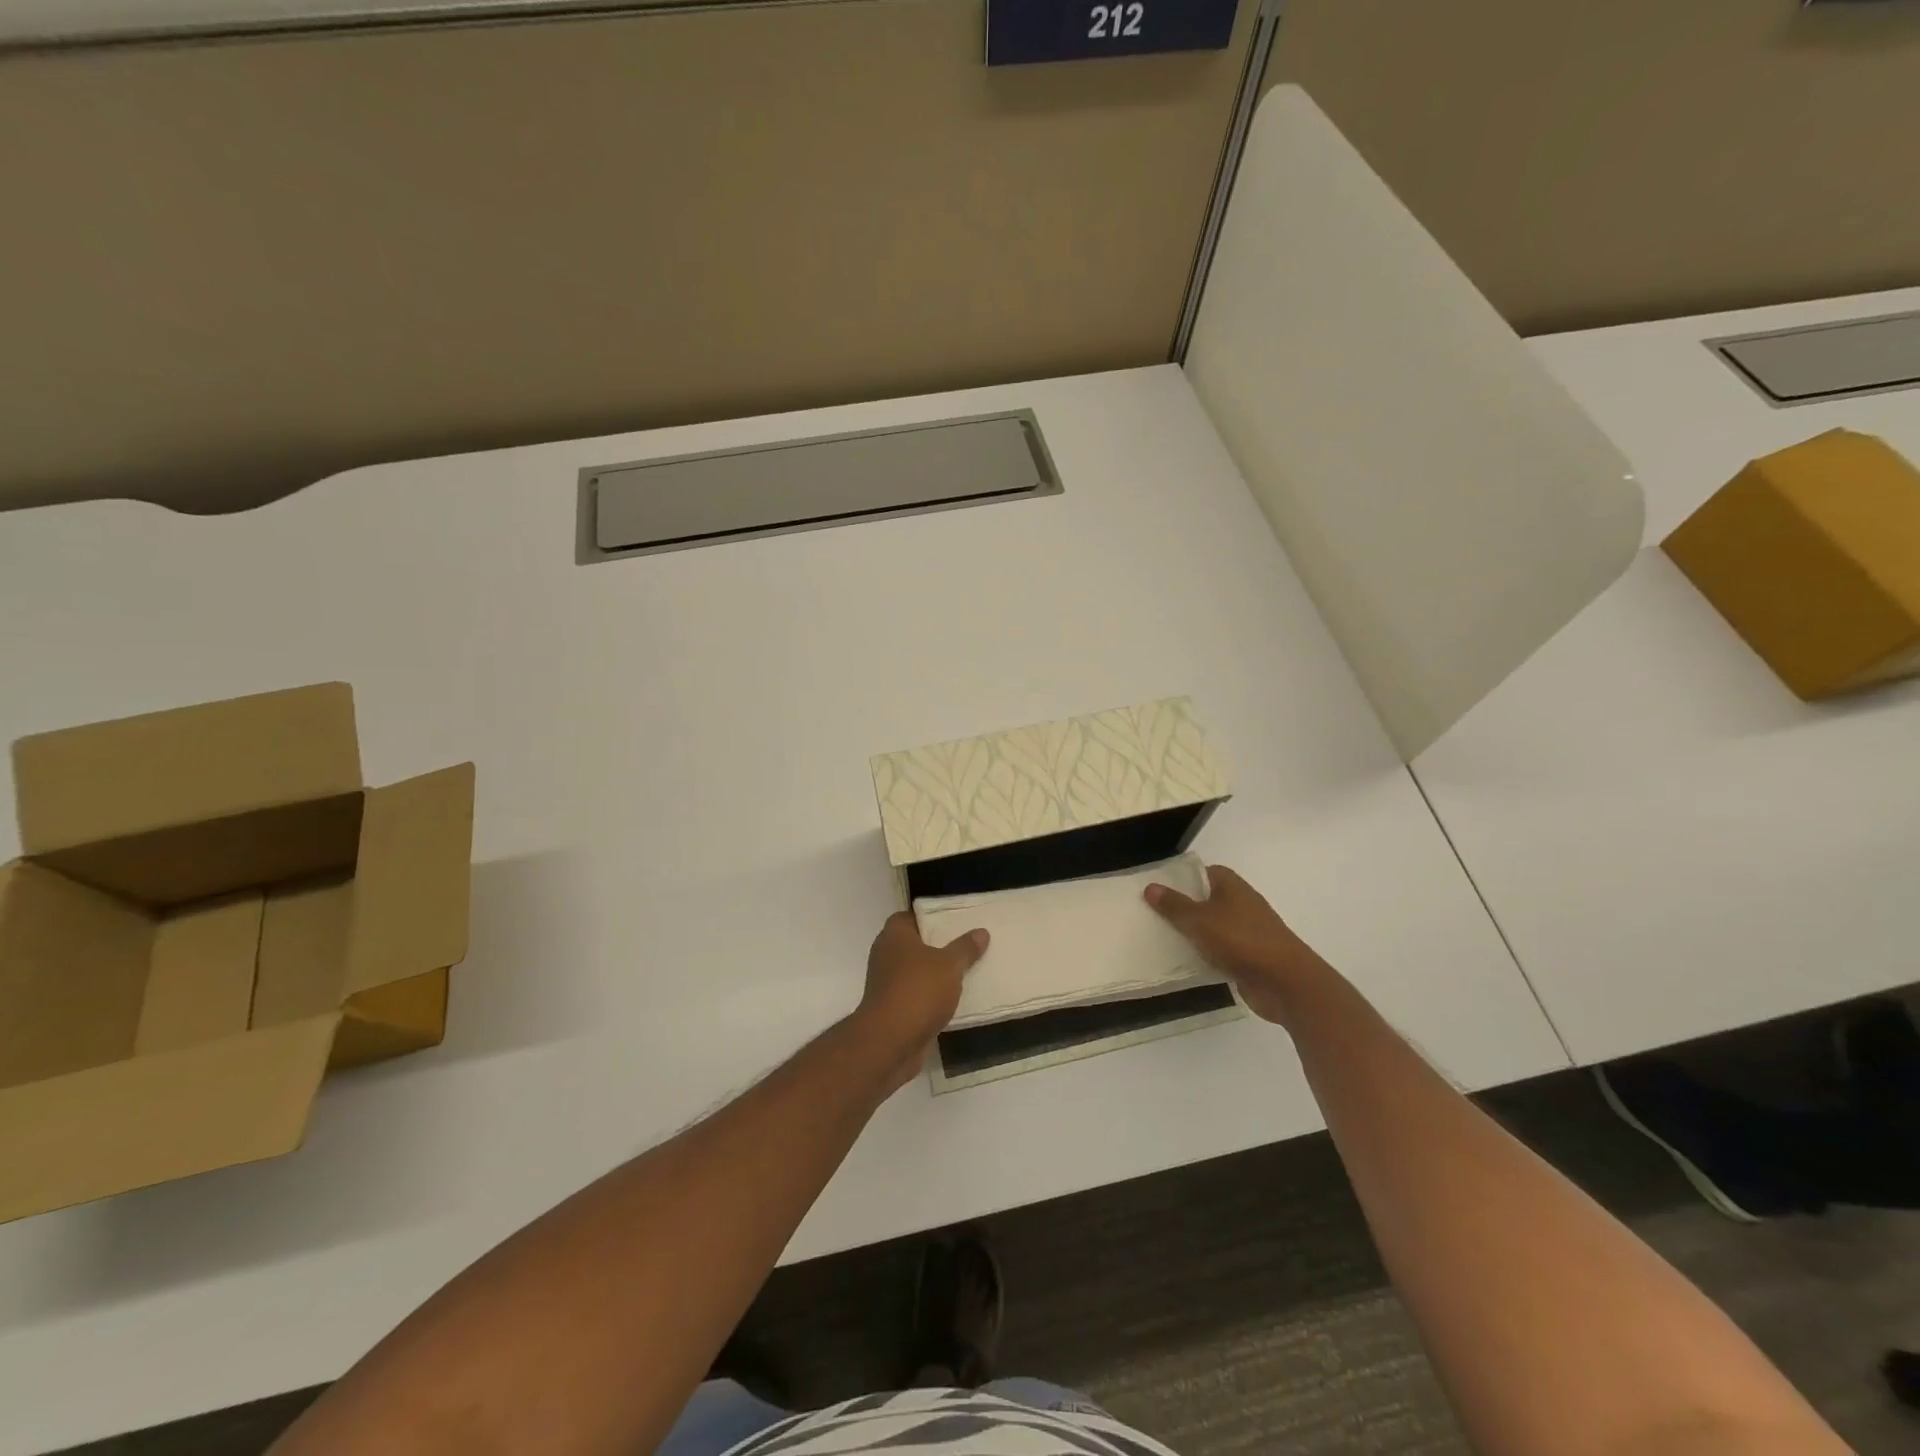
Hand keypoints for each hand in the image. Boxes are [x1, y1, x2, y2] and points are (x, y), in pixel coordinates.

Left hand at [855, 911, 989, 1089]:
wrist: (890, 1042)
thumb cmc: (918, 991)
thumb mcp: (949, 965)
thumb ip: (965, 948)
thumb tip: (981, 932)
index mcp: (894, 935)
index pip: (910, 916)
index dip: (930, 918)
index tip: (953, 922)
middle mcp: (885, 955)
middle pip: (914, 945)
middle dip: (937, 947)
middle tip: (965, 945)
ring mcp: (886, 984)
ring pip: (915, 972)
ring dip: (935, 975)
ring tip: (965, 971)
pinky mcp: (892, 1009)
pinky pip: (916, 996)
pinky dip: (930, 997)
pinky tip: (953, 1000)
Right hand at [1145, 864, 1330, 1024]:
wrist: (1285, 983)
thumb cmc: (1241, 941)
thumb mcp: (1199, 920)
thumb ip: (1174, 905)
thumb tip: (1151, 886)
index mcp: (1232, 887)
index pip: (1204, 872)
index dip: (1182, 878)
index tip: (1158, 888)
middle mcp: (1242, 904)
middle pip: (1206, 900)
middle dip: (1183, 907)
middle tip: (1153, 914)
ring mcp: (1247, 932)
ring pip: (1213, 927)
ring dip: (1193, 933)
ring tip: (1161, 937)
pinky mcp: (1249, 957)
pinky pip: (1220, 950)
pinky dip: (1205, 954)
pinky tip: (1184, 961)